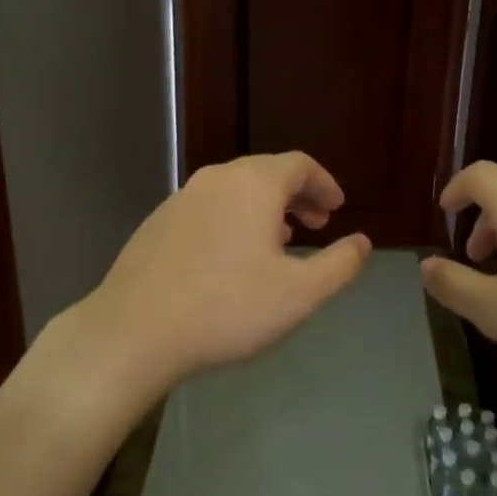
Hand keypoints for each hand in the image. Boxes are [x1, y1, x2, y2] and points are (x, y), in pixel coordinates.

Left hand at [71, 152, 371, 395]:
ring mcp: (181, 198)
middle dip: (296, 196)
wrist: (135, 330)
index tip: (337, 208)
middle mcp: (216, 179)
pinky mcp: (157, 223)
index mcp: (253, 184)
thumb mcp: (299, 294)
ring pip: (234, 191)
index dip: (324, 183)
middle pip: (265, 173)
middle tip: (316, 224)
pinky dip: (232, 220)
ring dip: (264, 209)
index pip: (299, 164)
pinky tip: (231, 259)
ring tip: (279, 242)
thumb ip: (339, 265)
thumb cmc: (228, 308)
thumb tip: (362, 242)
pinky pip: (208, 209)